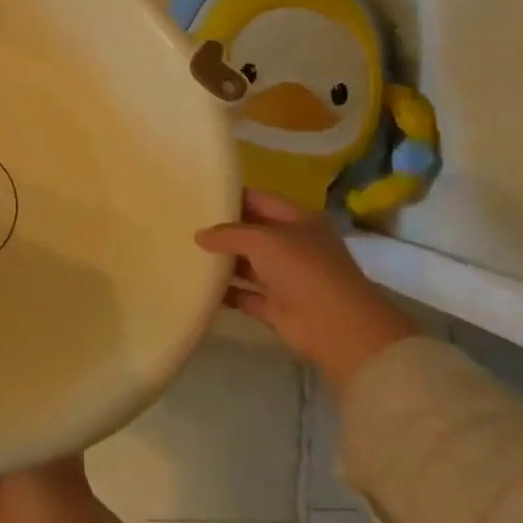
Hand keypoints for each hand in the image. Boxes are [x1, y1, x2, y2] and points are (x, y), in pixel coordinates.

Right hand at [195, 190, 418, 391]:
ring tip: (186, 253)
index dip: (232, 197)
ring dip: (222, 262)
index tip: (200, 196)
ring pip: (247, 265)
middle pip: (252, 233)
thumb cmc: (303, 269)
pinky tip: (198, 285)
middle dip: (223, 230)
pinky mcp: (276, 307)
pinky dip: (225, 292)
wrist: (336, 326)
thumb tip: (199, 235)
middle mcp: (294, 246)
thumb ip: (228, 234)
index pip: (260, 200)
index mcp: (299, 220)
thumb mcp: (263, 240)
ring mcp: (286, 278)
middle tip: (186, 224)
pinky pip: (244, 295)